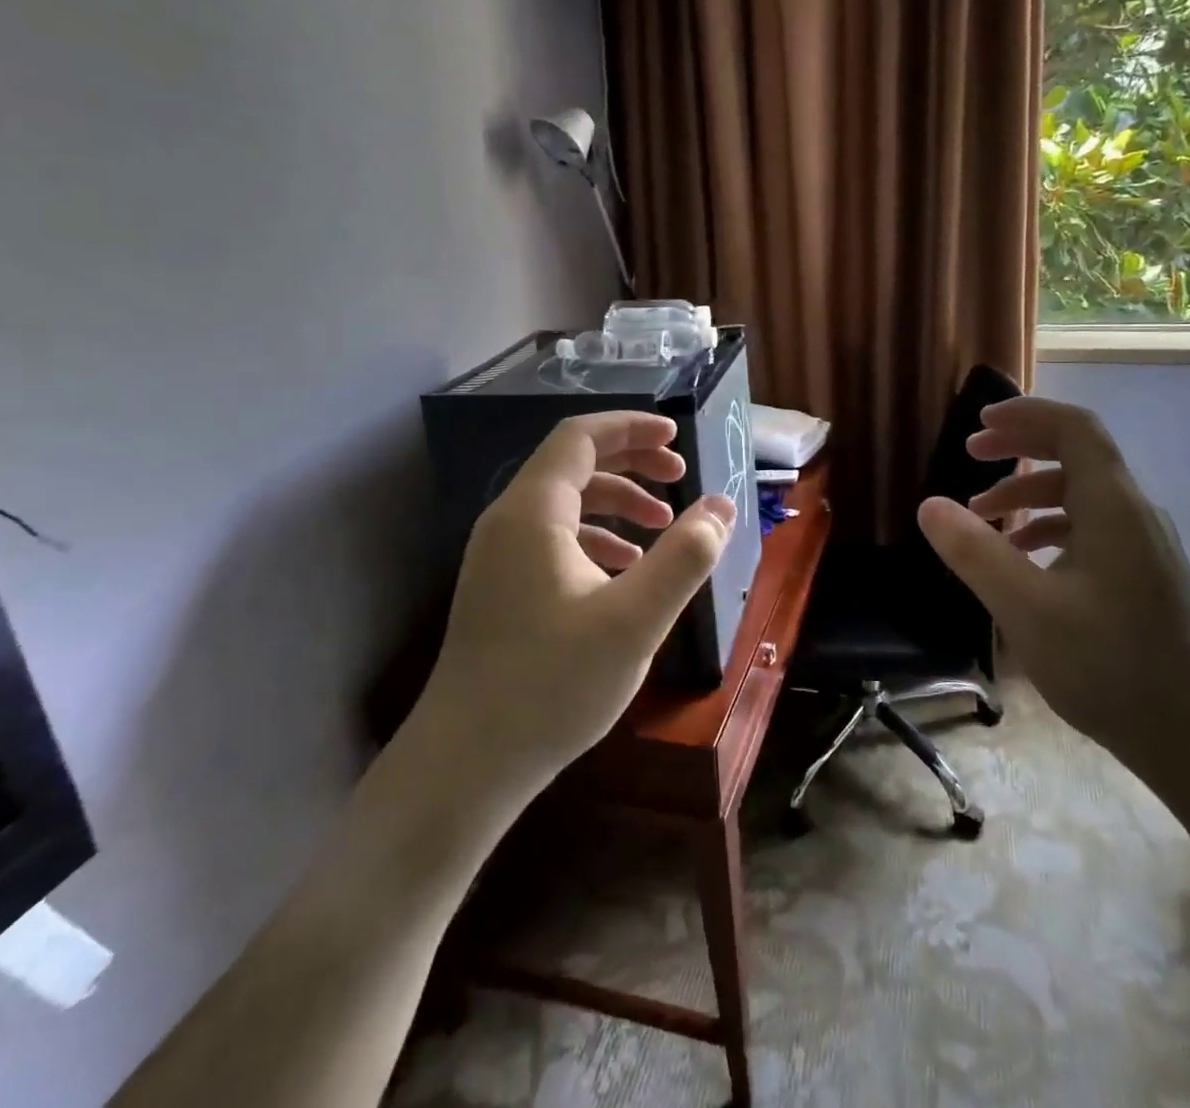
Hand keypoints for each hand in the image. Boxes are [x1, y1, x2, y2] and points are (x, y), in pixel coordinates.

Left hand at [406, 412, 734, 793]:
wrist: (467, 763)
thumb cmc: (552, 684)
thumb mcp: (635, 619)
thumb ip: (685, 556)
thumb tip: (722, 506)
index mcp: (533, 512)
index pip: (581, 437)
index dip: (631, 427)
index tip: (677, 436)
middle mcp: (508, 522)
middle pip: (573, 464)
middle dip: (631, 462)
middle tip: (680, 476)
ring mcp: (499, 557)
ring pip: (565, 504)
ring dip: (617, 503)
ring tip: (662, 529)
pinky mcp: (500, 588)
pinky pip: (554, 540)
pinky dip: (596, 539)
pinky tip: (626, 573)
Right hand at [916, 397, 1189, 766]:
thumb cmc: (1109, 666)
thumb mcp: (1026, 608)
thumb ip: (974, 552)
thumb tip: (929, 505)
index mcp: (1113, 507)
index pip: (1075, 428)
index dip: (1026, 414)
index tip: (979, 423)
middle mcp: (1134, 514)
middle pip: (1077, 454)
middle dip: (1019, 447)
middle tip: (971, 454)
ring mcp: (1143, 546)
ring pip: (1080, 495)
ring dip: (1028, 493)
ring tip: (981, 516)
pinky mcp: (1143, 575)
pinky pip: (1090, 528)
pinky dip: (1048, 527)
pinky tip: (1021, 560)